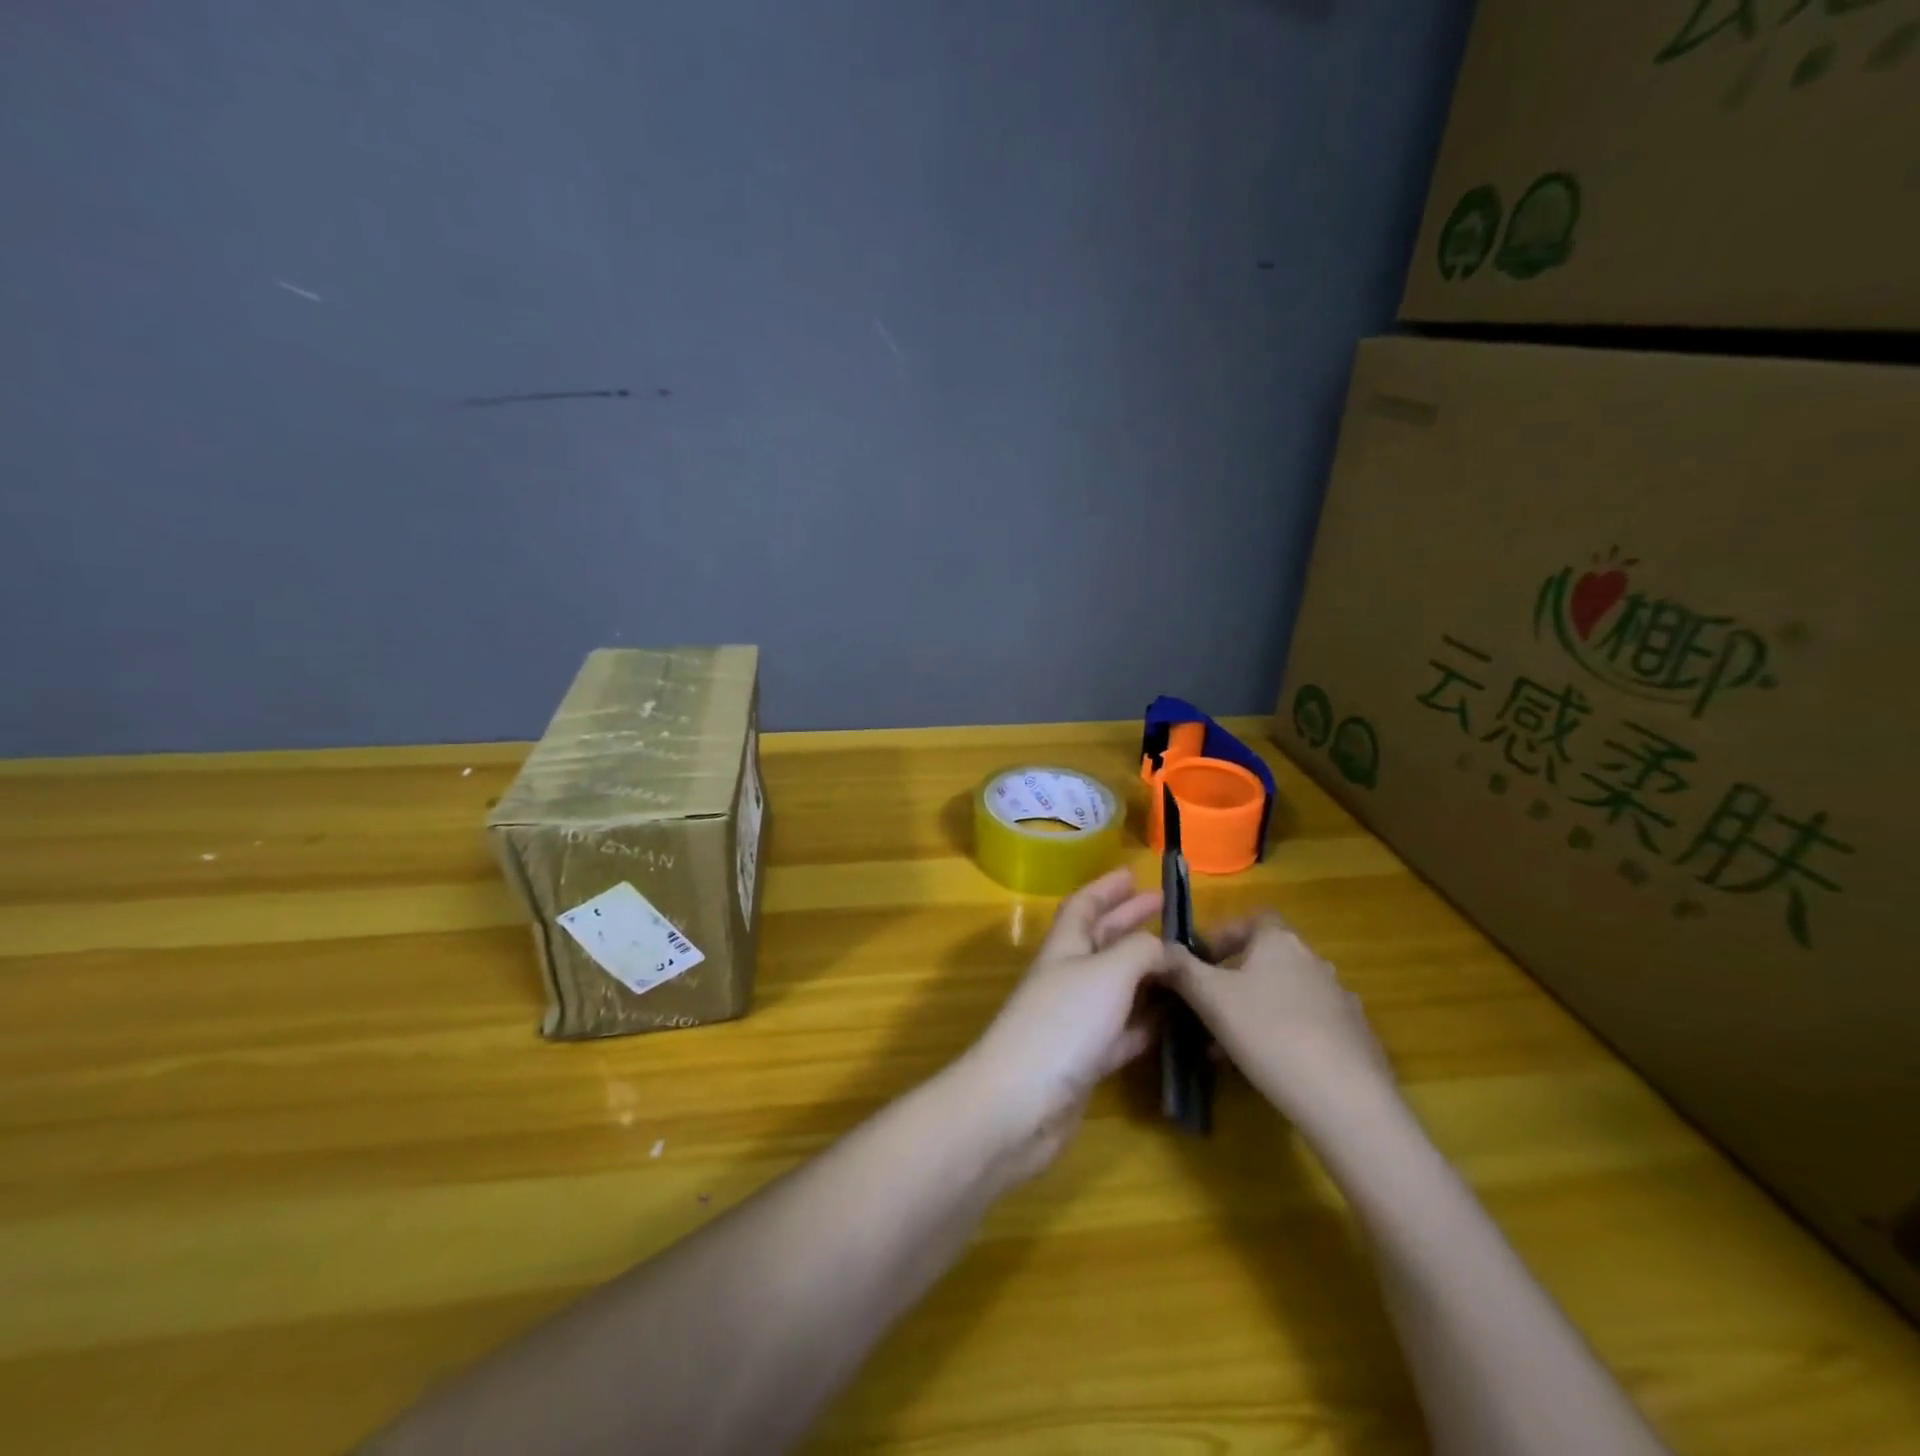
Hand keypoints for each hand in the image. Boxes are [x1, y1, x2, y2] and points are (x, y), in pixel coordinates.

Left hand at [960, 869, 1167, 1177]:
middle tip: (1170, 911)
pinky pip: (1124, 1030)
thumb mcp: (1107, 973)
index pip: (1083, 906)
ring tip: (1185, 965)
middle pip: (1102, 941)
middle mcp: (1068, 978)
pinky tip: (1174, 1020)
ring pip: (1117, 987)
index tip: (1133, 874)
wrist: (1019, 1103)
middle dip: (1132, 923)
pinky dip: (1148, 1021)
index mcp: (1064, 947)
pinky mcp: (1086, 1060)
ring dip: (1147, 973)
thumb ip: (1140, 952)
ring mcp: (1076, 1020)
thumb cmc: (1062, 1024)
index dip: (1106, 888)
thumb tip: (1166, 947)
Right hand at [1165, 911, 1394, 1134]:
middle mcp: (1314, 961)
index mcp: (1280, 942)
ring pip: (1285, 995)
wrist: (1346, 1099)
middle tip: (1209, 1008)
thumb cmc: (1268, 1033)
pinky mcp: (1357, 1037)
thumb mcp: (1210, 998)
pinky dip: (1286, 1034)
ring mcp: (1340, 999)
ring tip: (1229, 1046)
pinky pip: (1310, 1024)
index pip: (1253, 920)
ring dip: (1257, 1010)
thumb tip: (1160, 948)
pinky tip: (1270, 1066)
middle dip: (1235, 980)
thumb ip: (1181, 969)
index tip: (1203, 961)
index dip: (1226, 934)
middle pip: (1268, 959)